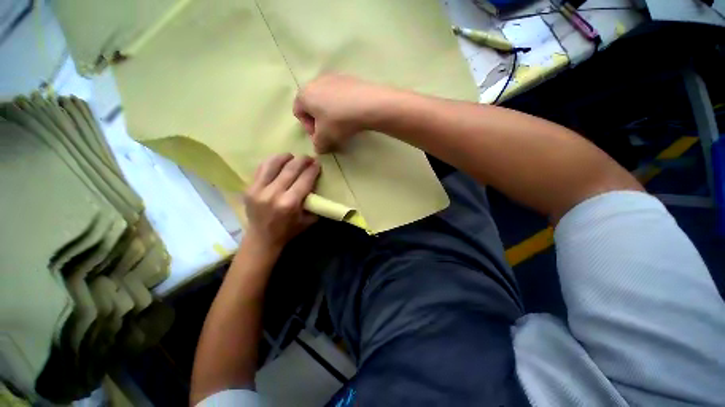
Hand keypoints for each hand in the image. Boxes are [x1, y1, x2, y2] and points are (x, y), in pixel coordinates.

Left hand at [243, 154, 319, 252]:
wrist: (262, 238)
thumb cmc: (288, 230)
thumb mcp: (308, 220)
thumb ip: (314, 203)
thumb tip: (317, 186)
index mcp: (290, 203)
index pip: (305, 179)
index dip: (313, 169)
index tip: (318, 163)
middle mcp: (274, 194)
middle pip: (291, 169)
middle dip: (302, 160)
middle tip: (309, 157)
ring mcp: (258, 190)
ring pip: (274, 164)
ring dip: (286, 157)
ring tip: (293, 156)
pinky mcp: (249, 188)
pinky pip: (261, 168)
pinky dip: (272, 161)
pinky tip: (279, 161)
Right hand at [293, 74, 391, 152]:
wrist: (368, 105)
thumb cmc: (339, 121)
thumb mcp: (325, 138)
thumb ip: (317, 145)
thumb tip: (319, 147)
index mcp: (304, 94)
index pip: (298, 112)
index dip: (307, 128)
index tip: (319, 137)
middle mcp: (316, 81)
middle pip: (312, 105)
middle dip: (319, 121)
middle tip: (330, 132)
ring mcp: (333, 77)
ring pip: (327, 100)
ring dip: (331, 114)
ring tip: (342, 125)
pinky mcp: (348, 78)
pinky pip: (340, 95)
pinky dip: (342, 106)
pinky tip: (352, 115)